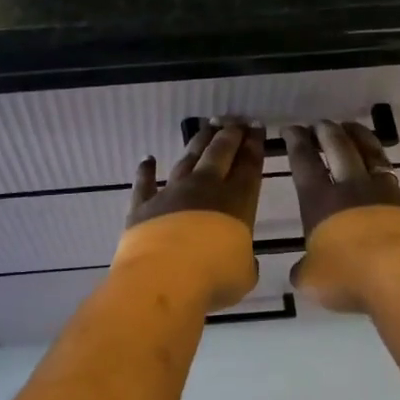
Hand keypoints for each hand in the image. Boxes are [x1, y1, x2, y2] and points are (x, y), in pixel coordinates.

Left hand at [117, 119, 265, 311]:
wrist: (164, 278)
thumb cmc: (214, 278)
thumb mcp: (244, 274)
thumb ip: (244, 261)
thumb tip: (241, 260)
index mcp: (236, 201)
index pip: (249, 165)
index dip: (254, 144)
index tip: (257, 127)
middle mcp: (204, 188)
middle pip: (219, 153)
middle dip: (229, 135)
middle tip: (234, 121)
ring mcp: (171, 193)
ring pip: (187, 159)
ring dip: (198, 142)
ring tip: (206, 128)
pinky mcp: (143, 205)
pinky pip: (144, 183)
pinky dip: (145, 170)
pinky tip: (147, 159)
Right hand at [283, 120, 399, 313]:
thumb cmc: (347, 277)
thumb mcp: (310, 279)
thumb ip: (305, 270)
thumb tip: (303, 271)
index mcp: (321, 201)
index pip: (304, 163)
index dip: (296, 143)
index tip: (292, 128)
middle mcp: (354, 189)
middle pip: (340, 150)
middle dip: (329, 133)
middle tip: (323, 123)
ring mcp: (391, 196)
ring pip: (377, 158)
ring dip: (365, 140)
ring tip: (356, 128)